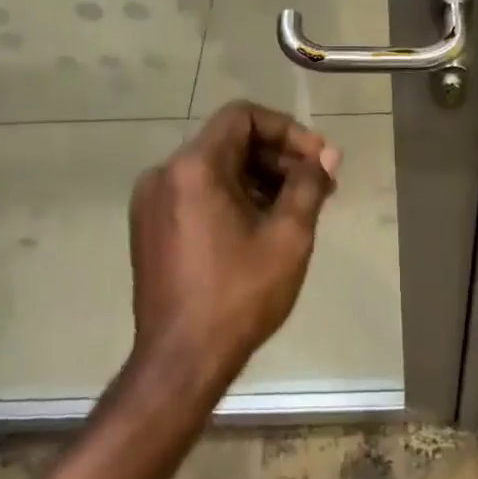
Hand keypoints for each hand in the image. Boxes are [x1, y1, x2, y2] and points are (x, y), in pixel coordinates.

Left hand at [128, 101, 338, 394]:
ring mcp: (151, 202)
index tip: (317, 159)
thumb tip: (327, 154)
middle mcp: (164, 174)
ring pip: (215, 168)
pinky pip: (198, 192)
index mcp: (194, 167)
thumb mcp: (288, 235)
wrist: (180, 362)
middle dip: (278, 157)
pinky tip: (262, 226)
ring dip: (259, 178)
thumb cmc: (238, 294)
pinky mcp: (150, 228)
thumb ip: (309, 184)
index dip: (287, 130)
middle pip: (230, 142)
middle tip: (318, 185)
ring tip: (296, 208)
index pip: (244, 117)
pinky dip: (233, 197)